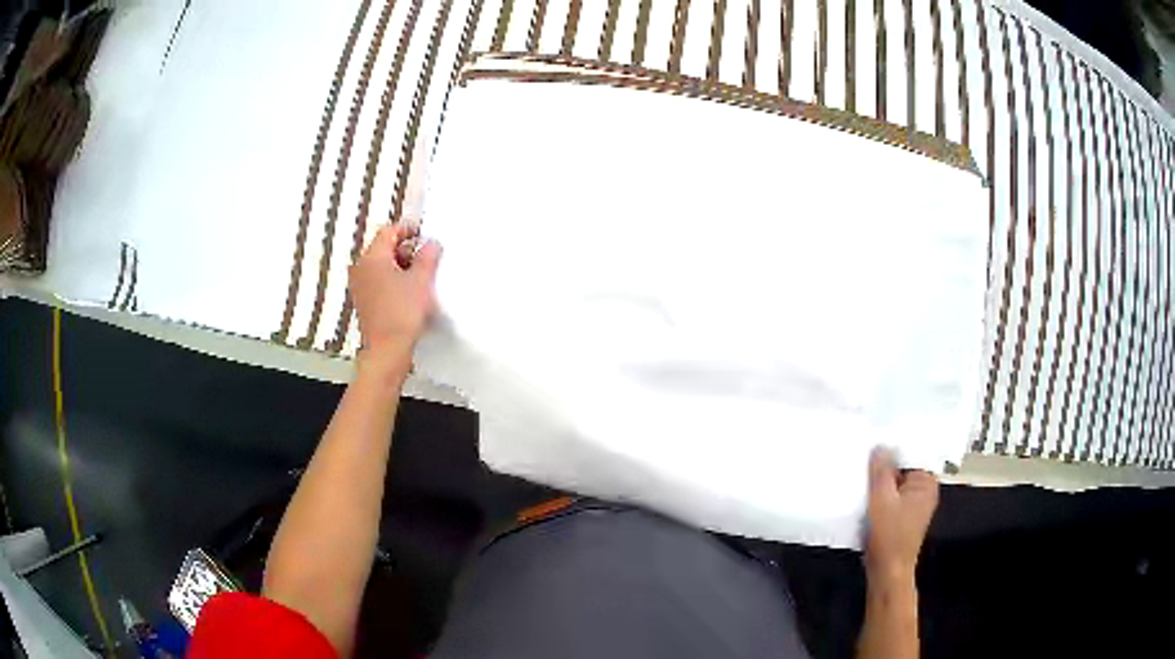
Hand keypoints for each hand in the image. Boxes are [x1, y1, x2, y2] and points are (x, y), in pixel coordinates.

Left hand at [349, 223, 441, 366]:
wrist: (387, 350)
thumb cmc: (401, 314)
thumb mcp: (421, 280)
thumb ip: (427, 256)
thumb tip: (431, 244)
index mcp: (372, 258)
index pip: (388, 231)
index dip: (408, 229)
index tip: (423, 234)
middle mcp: (361, 268)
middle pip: (384, 248)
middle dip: (406, 250)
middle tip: (426, 257)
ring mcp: (360, 286)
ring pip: (381, 266)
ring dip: (400, 267)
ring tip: (421, 277)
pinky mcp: (364, 302)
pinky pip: (379, 282)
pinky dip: (393, 281)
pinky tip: (409, 293)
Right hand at [864, 447, 937, 583]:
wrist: (887, 572)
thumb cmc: (889, 535)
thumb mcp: (882, 499)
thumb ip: (881, 470)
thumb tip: (880, 446)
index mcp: (926, 483)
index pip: (910, 455)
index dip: (892, 449)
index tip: (874, 442)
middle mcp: (924, 491)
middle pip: (902, 470)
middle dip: (884, 467)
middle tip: (863, 457)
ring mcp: (914, 505)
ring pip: (894, 485)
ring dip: (879, 483)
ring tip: (861, 474)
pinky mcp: (902, 517)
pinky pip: (890, 498)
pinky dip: (879, 496)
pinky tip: (864, 495)